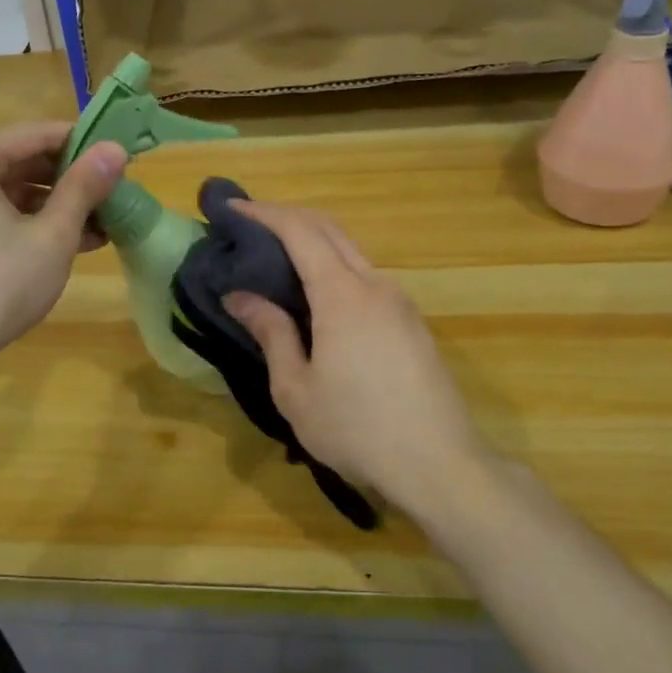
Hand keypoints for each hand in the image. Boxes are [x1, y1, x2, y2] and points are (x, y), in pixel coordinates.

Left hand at [0, 123, 124, 374]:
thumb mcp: (52, 236)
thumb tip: (116, 149)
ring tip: (95, 226)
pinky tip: (58, 242)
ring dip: (47, 204)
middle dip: (66, 180)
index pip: (34, 134)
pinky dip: (18, 220)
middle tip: (109, 196)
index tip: (116, 159)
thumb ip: (84, 187)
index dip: (81, 144)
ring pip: (0, 189)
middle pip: (15, 160)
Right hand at [224, 201, 489, 525]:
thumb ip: (271, 333)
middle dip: (287, 217)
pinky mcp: (412, 322)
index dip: (264, 213)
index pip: (300, 232)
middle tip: (249, 225)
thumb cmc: (356, 429)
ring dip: (313, 242)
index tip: (231, 208)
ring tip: (276, 259)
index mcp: (343, 295)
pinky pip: (366, 277)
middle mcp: (375, 285)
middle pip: (330, 229)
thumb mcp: (296, 388)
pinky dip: (334, 267)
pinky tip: (316, 295)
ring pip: (352, 252)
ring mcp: (400, 301)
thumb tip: (240, 296)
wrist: (439, 464)